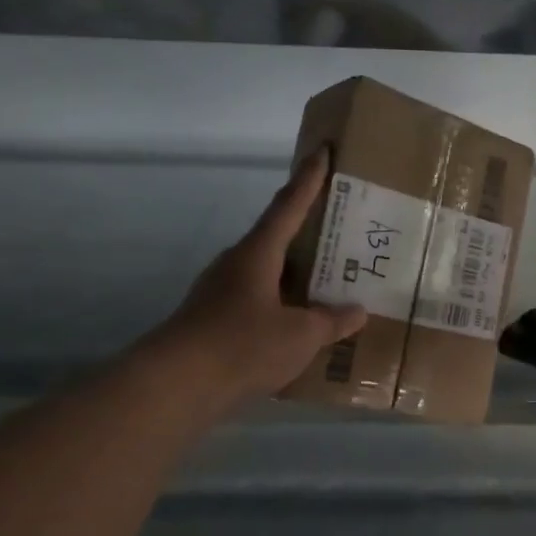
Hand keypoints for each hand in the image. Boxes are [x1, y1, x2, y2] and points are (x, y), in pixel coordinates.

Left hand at [149, 150, 366, 404]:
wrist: (178, 385)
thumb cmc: (243, 345)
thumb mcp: (300, 335)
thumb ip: (331, 321)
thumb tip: (357, 311)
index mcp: (257, 254)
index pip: (288, 206)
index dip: (308, 179)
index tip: (322, 151)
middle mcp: (236, 264)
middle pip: (276, 238)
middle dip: (307, 233)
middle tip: (340, 230)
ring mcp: (221, 292)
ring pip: (267, 273)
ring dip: (295, 274)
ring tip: (328, 282)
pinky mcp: (215, 320)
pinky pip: (258, 302)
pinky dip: (282, 305)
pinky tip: (300, 325)